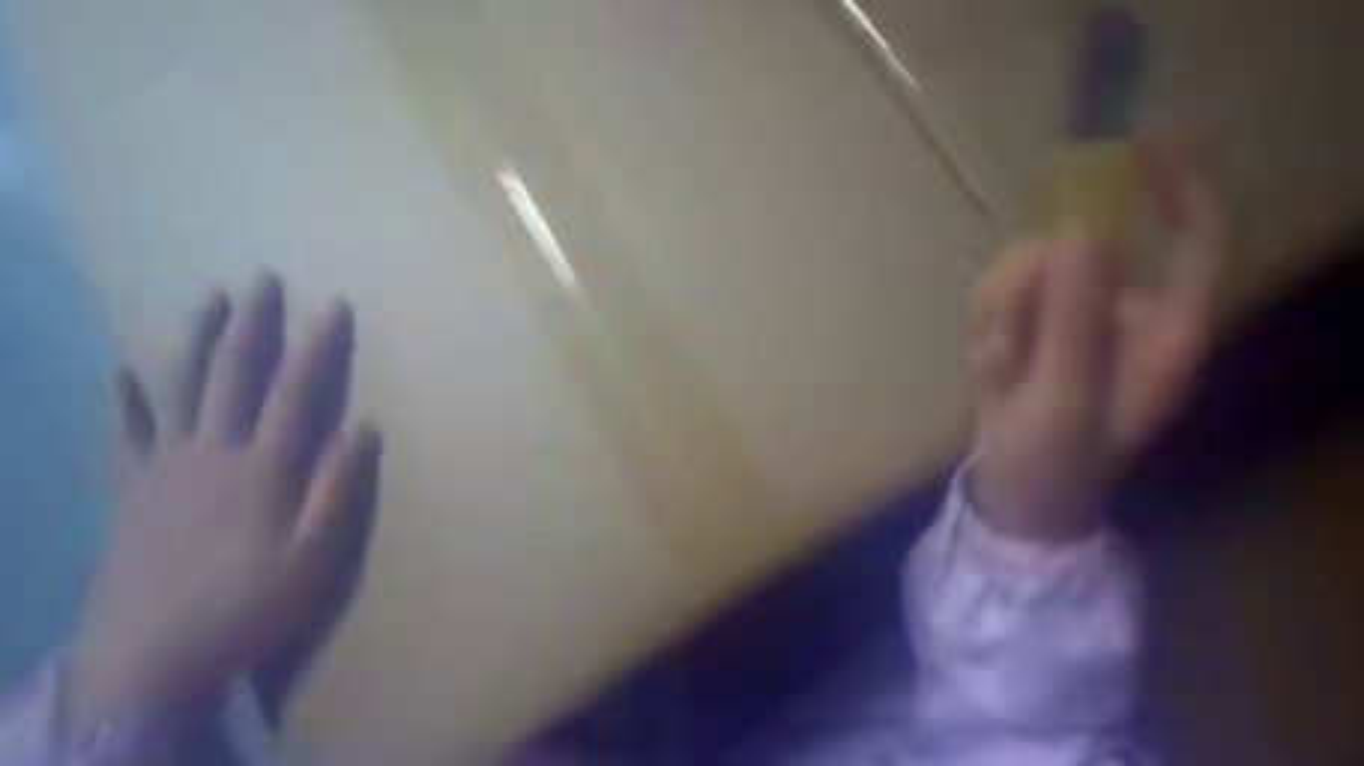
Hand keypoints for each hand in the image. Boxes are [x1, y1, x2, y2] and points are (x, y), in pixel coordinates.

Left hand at [72, 274, 383, 723]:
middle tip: (260, 278)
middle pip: (233, 375)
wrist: (148, 661)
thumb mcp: (317, 557)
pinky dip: (124, 398)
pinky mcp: (132, 490)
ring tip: (205, 297)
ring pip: (178, 388)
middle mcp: (212, 453)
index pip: (297, 391)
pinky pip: (126, 433)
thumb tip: (366, 426)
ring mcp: (165, 468)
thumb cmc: (250, 605)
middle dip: (252, 323)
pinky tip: (119, 370)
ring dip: (195, 339)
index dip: (319, 345)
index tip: (334, 304)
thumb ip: (340, 489)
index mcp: (263, 468)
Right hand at [969, 142, 1227, 539]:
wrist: (1014, 494)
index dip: (1176, 186)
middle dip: (1027, 288)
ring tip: (996, 370)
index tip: (1133, 145)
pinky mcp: (1032, 325)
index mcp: (1163, 332)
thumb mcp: (1063, 397)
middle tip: (1005, 339)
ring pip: (1027, 269)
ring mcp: (1073, 319)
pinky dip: (985, 327)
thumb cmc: (1053, 461)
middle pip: (1079, 250)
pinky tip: (987, 368)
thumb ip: (1073, 317)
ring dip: (999, 317)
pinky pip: (999, 294)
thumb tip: (1080, 229)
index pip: (1195, 238)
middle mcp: (1124, 314)